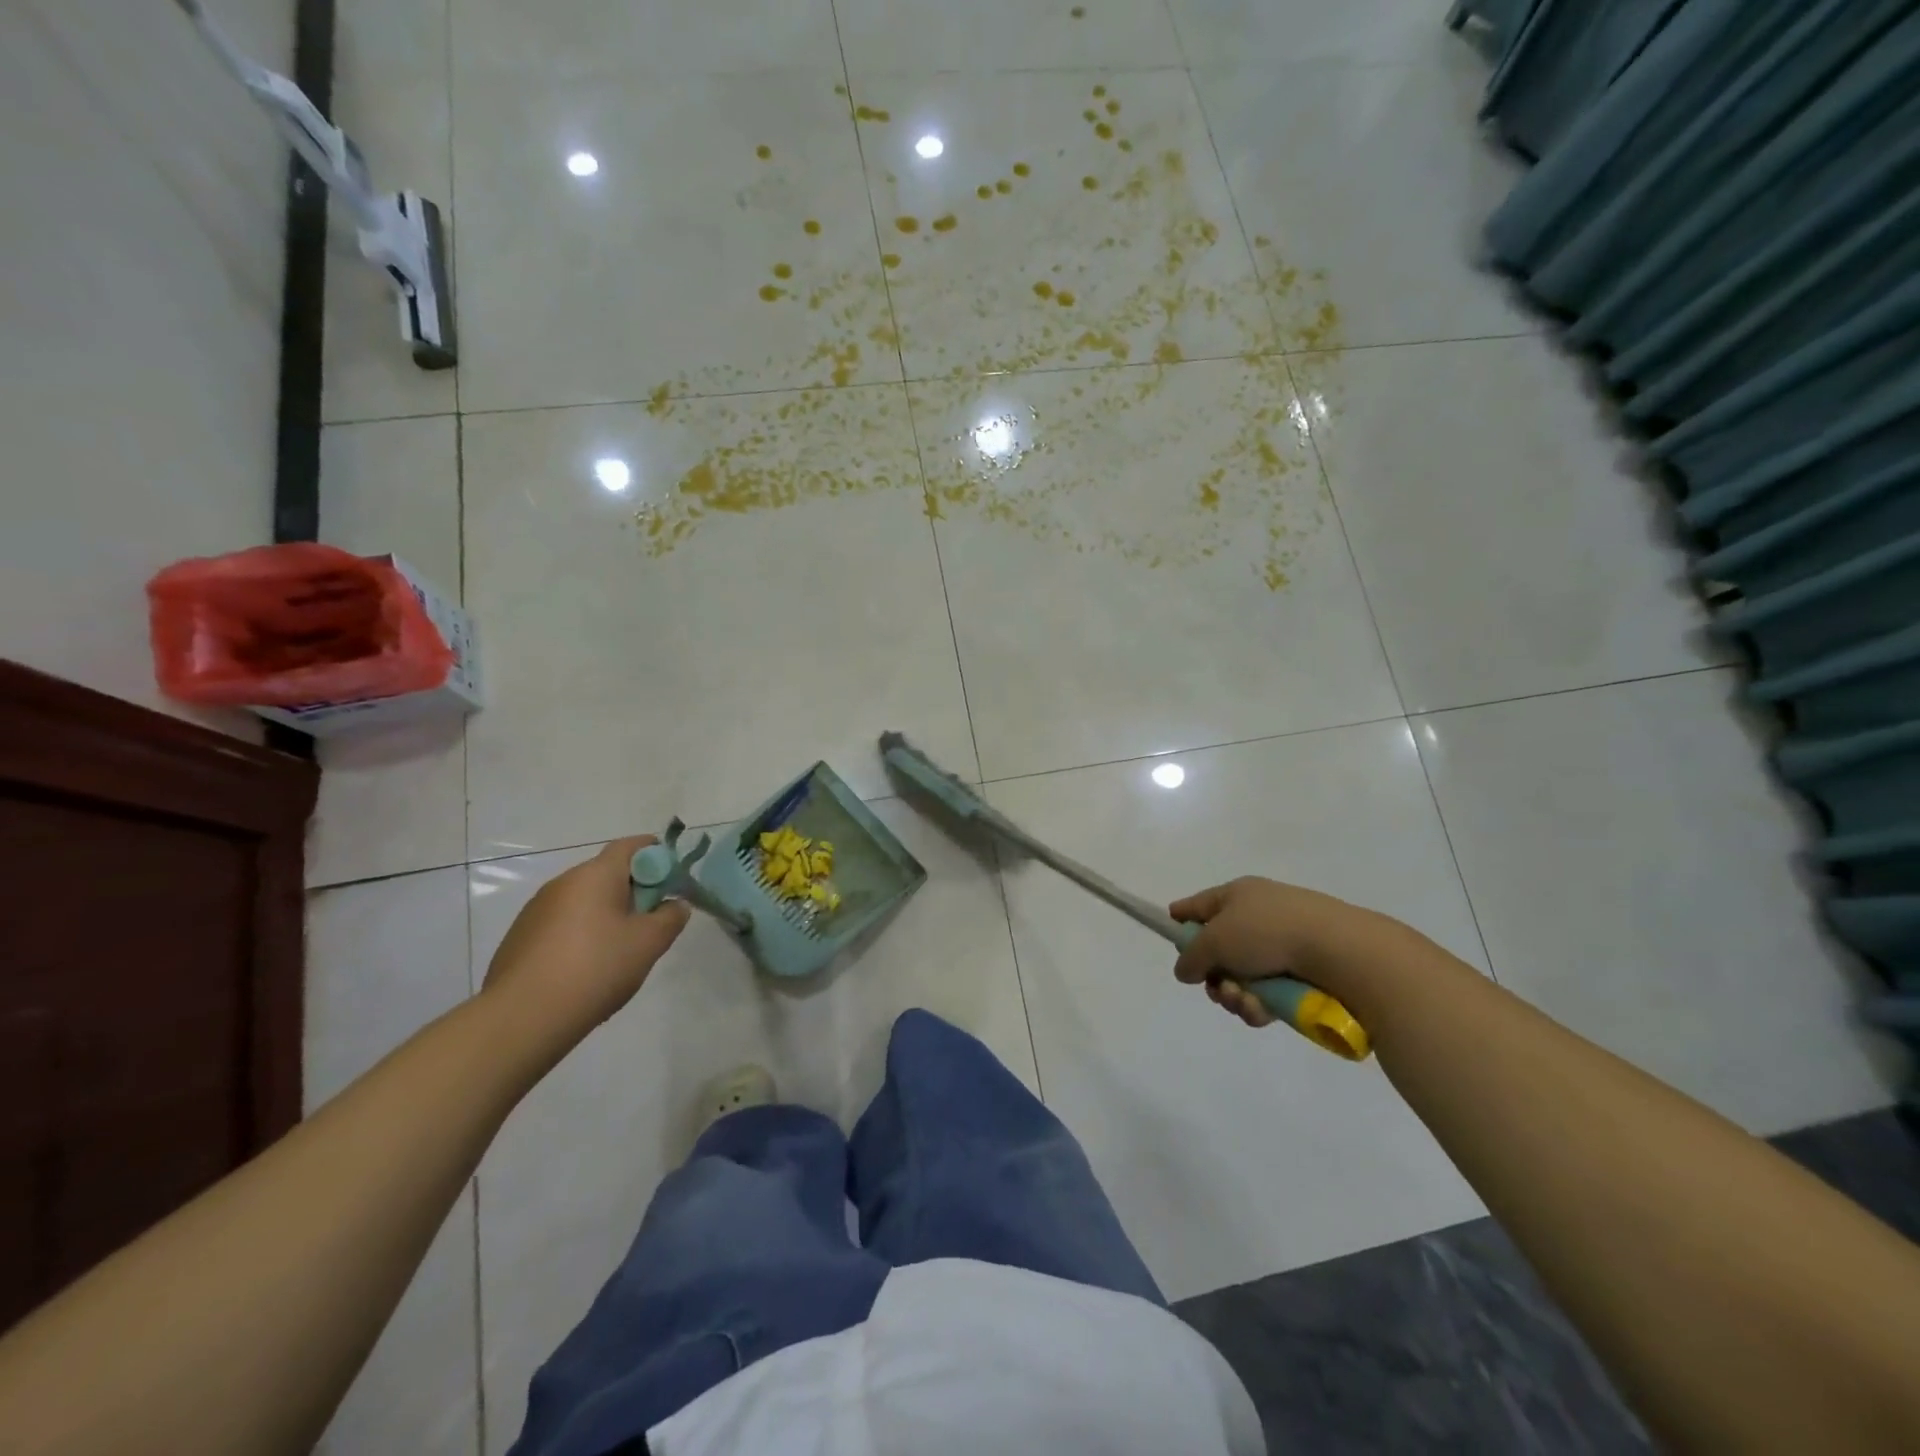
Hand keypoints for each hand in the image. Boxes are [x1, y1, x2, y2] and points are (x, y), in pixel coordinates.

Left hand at [482, 837, 690, 1045]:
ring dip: (607, 915)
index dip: (658, 855)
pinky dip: (582, 935)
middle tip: (651, 924)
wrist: (522, 1019)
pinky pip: (562, 925)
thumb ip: (671, 917)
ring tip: (619, 953)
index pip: (632, 845)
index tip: (672, 882)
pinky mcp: (520, 938)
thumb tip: (674, 904)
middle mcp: (562, 883)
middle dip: (635, 891)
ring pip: (584, 901)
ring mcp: (536, 910)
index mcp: (595, 874)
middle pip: (607, 873)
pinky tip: (586, 970)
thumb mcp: (649, 943)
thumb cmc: (595, 968)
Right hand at [1169, 877, 1399, 1029]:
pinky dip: (1261, 1005)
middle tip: (1217, 989)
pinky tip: (1263, 1012)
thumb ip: (1192, 957)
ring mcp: (1284, 945)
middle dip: (1214, 976)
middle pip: (1219, 950)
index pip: (1198, 905)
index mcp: (1238, 895)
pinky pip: (1268, 993)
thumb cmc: (1269, 932)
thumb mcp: (1215, 940)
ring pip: (1243, 977)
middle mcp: (1259, 915)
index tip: (1171, 939)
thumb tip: (1185, 970)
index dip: (1181, 921)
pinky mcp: (1304, 974)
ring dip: (1236, 995)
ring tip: (1245, 1003)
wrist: (1341, 952)